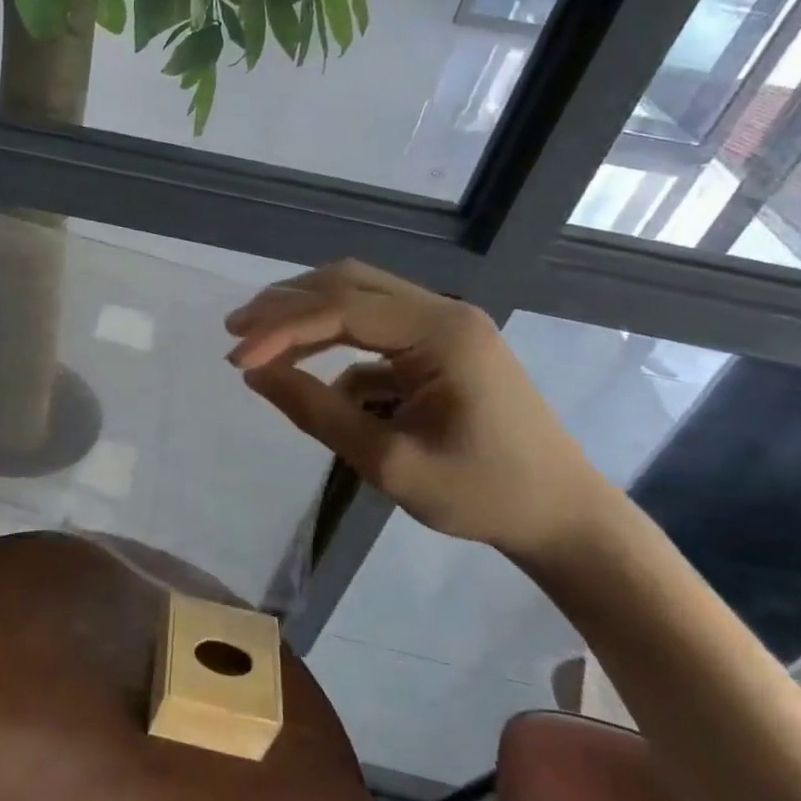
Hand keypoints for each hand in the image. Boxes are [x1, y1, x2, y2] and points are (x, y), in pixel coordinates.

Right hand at [225, 260, 624, 558]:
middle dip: (286, 305)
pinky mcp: (443, 345)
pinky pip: (376, 328)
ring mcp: (446, 326)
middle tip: (236, 331)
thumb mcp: (388, 462)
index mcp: (440, 333)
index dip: (281, 329)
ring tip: (258, 340)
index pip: (341, 310)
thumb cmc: (482, 494)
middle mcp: (443, 312)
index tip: (237, 360)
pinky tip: (311, 374)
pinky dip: (335, 343)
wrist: (564, 516)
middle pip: (348, 283)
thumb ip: (317, 412)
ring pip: (360, 296)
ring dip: (307, 315)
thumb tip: (256, 375)